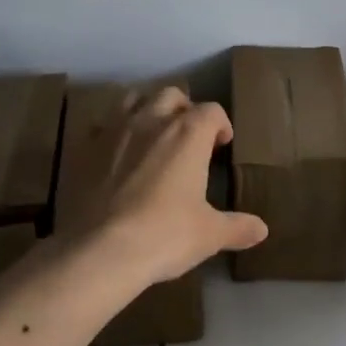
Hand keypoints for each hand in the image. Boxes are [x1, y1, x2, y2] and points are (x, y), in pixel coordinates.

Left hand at [62, 86, 267, 282]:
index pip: (211, 111)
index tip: (222, 144)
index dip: (220, 125)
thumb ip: (237, 227)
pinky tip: (117, 156)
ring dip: (146, 110)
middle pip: (171, 95)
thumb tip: (262, 229)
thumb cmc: (164, 235)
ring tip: (152, 135)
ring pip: (133, 99)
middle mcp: (151, 121)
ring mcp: (113, 131)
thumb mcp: (209, 234)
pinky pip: (101, 126)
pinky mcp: (84, 149)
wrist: (99, 250)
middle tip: (189, 137)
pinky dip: (114, 133)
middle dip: (184, 109)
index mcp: (188, 134)